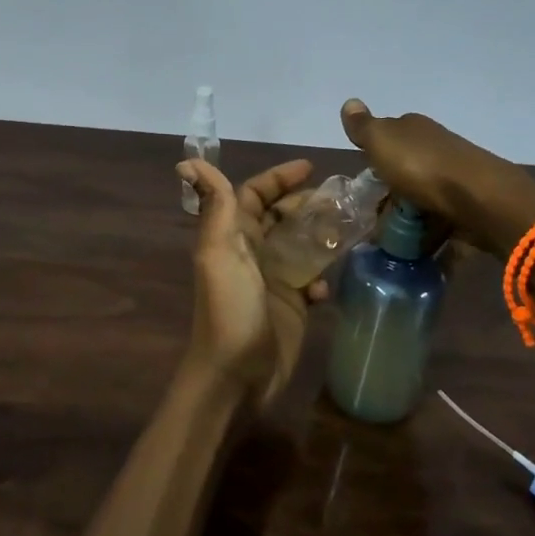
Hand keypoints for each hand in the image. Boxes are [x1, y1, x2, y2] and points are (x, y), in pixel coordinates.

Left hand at [177, 158, 327, 408]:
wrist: (236, 375)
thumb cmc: (229, 308)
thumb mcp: (218, 252)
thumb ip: (215, 207)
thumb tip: (188, 160)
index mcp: (233, 236)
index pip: (254, 194)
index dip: (277, 178)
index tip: (310, 167)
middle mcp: (253, 253)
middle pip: (282, 216)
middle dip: (307, 203)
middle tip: (340, 198)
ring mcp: (274, 280)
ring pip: (301, 244)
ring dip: (321, 235)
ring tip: (347, 230)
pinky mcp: (292, 306)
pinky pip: (312, 279)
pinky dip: (321, 277)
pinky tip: (325, 287)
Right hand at [340, 99, 534, 256]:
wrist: (482, 200)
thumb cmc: (423, 167)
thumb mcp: (382, 142)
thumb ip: (363, 127)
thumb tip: (349, 102)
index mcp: (414, 129)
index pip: (388, 137)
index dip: (374, 157)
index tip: (363, 183)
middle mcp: (436, 147)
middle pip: (405, 170)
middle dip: (390, 192)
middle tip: (373, 218)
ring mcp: (455, 177)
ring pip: (423, 196)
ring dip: (410, 217)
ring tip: (393, 242)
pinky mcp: (468, 205)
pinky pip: (441, 220)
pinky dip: (430, 233)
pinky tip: (419, 249)